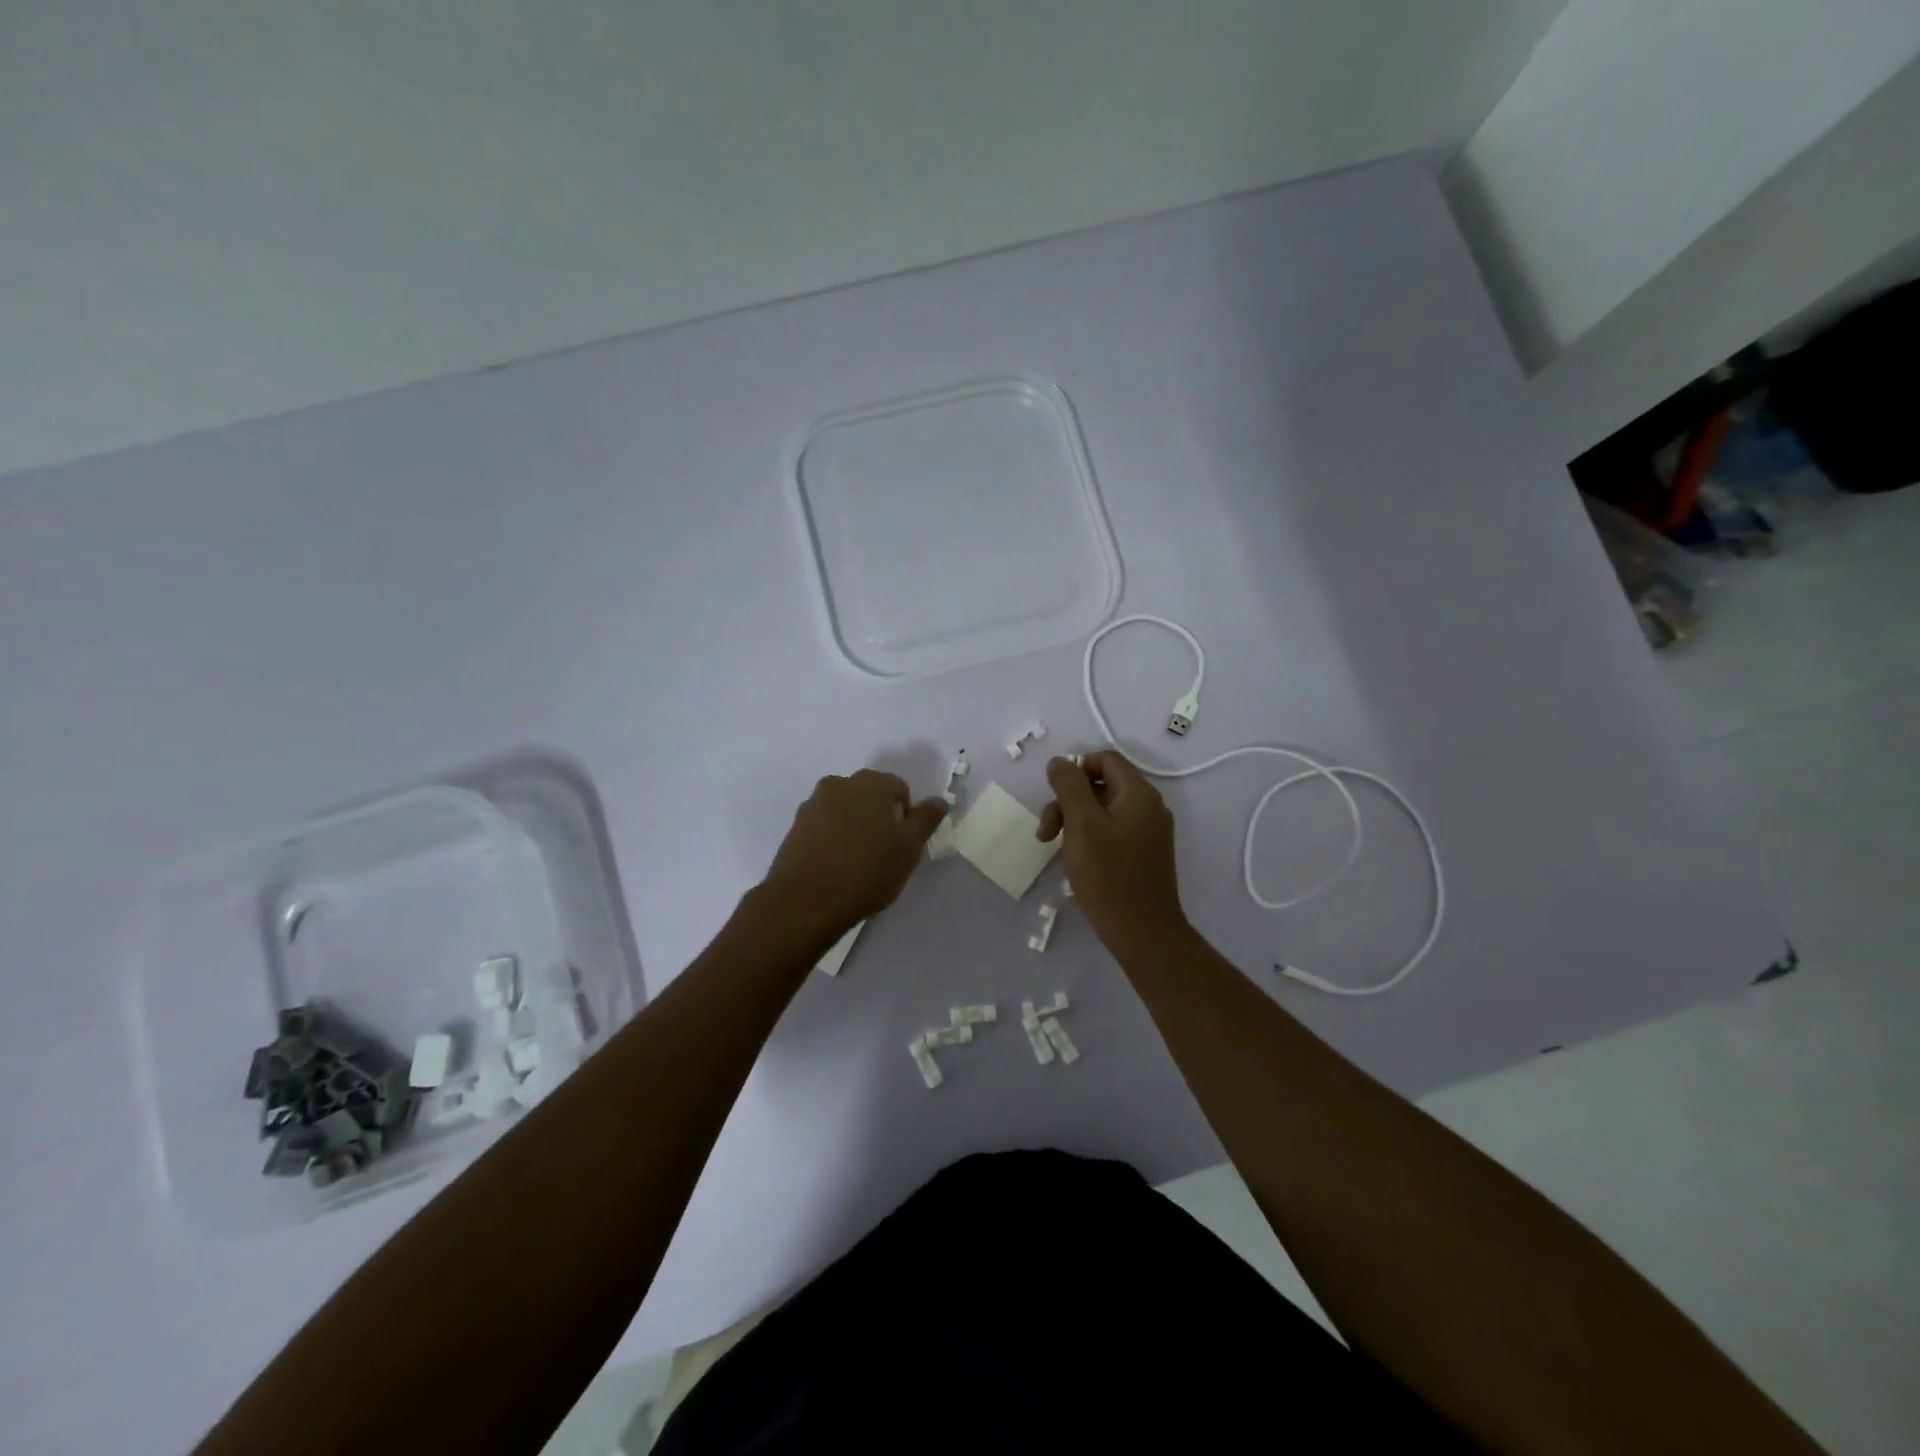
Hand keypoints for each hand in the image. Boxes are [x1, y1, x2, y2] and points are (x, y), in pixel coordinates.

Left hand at [761, 769, 947, 934]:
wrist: (805, 901)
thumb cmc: (866, 871)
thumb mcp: (909, 848)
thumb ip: (926, 819)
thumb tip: (939, 800)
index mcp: (870, 783)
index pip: (899, 788)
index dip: (906, 816)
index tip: (903, 844)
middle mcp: (839, 784)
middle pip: (869, 796)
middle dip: (879, 818)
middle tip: (883, 853)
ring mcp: (813, 804)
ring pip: (845, 810)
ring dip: (855, 827)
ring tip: (857, 863)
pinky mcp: (795, 827)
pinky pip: (824, 826)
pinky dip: (833, 838)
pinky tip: (835, 866)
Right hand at [1038, 751, 1186, 947]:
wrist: (1143, 933)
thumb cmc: (1109, 876)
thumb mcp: (1082, 825)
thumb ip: (1069, 787)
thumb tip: (1059, 761)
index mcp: (1139, 794)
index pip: (1105, 759)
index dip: (1075, 770)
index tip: (1054, 797)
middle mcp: (1149, 807)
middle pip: (1102, 784)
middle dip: (1068, 801)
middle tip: (1046, 832)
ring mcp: (1148, 832)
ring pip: (1103, 810)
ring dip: (1074, 821)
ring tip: (1054, 848)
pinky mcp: (1143, 854)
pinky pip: (1112, 831)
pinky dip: (1090, 837)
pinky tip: (1076, 860)